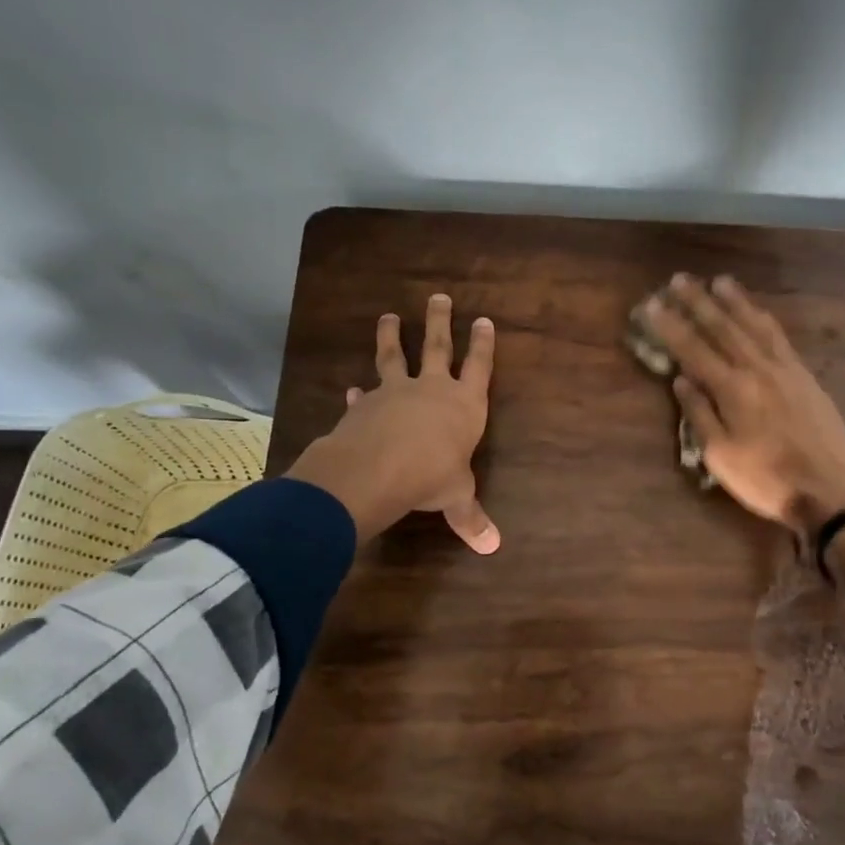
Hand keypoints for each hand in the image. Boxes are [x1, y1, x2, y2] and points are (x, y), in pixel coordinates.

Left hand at [285, 294, 499, 552]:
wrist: (379, 468)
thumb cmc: (432, 476)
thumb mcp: (457, 497)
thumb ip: (470, 516)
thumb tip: (493, 547)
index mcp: (464, 405)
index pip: (479, 367)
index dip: (483, 344)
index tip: (484, 320)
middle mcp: (432, 389)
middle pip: (438, 347)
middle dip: (440, 322)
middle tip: (439, 297)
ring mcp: (396, 392)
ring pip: (395, 356)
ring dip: (392, 336)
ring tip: (389, 316)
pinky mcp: (365, 405)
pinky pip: (364, 394)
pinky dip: (359, 392)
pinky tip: (351, 388)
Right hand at [643, 274, 844, 537]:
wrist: (831, 489)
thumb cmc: (767, 479)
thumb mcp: (721, 456)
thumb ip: (699, 414)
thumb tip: (681, 380)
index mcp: (732, 389)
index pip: (693, 349)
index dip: (670, 326)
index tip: (652, 305)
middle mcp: (757, 369)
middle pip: (723, 327)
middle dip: (698, 302)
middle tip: (679, 279)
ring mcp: (785, 369)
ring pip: (754, 325)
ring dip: (734, 301)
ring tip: (718, 281)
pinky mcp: (805, 375)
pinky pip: (779, 336)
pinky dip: (763, 318)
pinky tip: (757, 311)